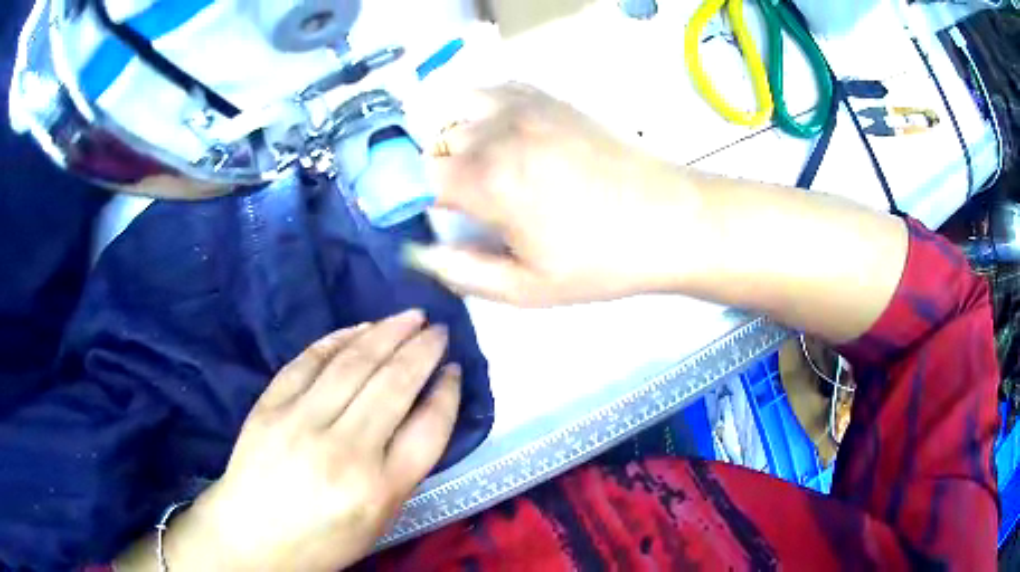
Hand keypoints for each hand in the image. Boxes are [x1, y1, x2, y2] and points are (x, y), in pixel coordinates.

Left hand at [161, 311, 459, 571]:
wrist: (252, 537)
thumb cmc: (323, 539)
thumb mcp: (379, 521)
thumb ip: (404, 470)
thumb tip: (422, 414)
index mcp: (380, 489)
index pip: (429, 428)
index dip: (447, 392)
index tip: (454, 369)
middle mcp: (345, 451)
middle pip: (394, 385)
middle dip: (423, 350)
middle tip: (439, 330)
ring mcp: (301, 422)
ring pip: (354, 363)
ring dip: (388, 333)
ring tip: (410, 316)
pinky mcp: (271, 405)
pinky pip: (310, 360)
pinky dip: (340, 338)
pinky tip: (362, 328)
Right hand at [403, 83, 706, 306]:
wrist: (669, 218)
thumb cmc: (601, 261)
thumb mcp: (528, 289)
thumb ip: (461, 271)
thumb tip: (415, 251)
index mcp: (487, 181)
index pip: (411, 175)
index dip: (399, 194)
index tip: (408, 213)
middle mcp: (496, 131)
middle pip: (432, 142)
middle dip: (431, 173)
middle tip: (456, 204)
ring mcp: (523, 106)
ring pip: (454, 111)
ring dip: (451, 139)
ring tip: (476, 168)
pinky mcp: (547, 97)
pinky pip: (490, 90)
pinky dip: (477, 109)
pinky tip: (496, 133)